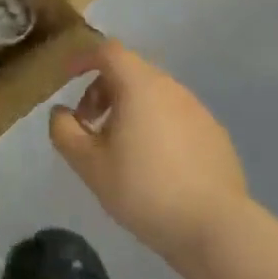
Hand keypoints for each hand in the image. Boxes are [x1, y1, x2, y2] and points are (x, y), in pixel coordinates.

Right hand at [48, 40, 251, 266]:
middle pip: (131, 72)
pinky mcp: (215, 135)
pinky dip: (155, 126)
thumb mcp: (88, 164)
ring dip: (129, 109)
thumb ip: (65, 131)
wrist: (215, 227)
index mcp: (140, 86)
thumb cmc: (143, 189)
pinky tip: (153, 165)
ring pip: (154, 95)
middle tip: (88, 124)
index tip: (66, 79)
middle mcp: (172, 88)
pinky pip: (175, 117)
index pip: (108, 51)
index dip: (83, 59)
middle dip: (103, 90)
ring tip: (118, 148)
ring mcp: (199, 111)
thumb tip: (61, 113)